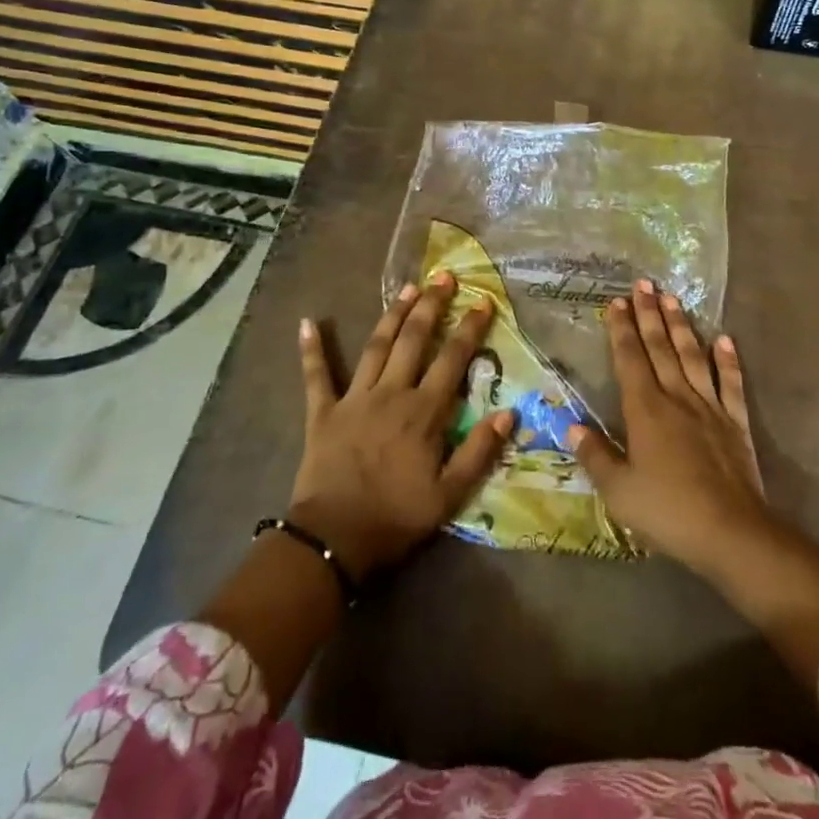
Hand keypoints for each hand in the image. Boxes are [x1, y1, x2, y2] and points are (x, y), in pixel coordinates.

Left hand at [289, 273, 513, 579]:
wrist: (334, 540)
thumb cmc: (395, 518)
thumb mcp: (450, 496)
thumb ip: (479, 452)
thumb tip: (510, 412)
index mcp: (423, 411)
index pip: (453, 359)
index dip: (469, 328)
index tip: (483, 301)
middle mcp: (392, 393)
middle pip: (414, 340)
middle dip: (432, 306)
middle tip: (444, 278)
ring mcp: (355, 398)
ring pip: (376, 346)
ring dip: (392, 315)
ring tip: (407, 288)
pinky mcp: (323, 412)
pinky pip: (316, 376)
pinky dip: (312, 349)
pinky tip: (308, 322)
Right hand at [568, 279, 772, 575]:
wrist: (730, 532)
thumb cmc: (667, 511)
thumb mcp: (619, 491)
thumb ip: (595, 455)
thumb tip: (572, 425)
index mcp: (645, 409)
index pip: (630, 359)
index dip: (622, 329)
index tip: (617, 302)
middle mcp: (676, 397)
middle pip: (660, 347)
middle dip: (649, 314)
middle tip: (644, 283)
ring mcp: (709, 406)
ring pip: (692, 356)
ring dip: (681, 326)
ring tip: (673, 298)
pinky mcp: (735, 422)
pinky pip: (730, 383)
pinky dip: (727, 360)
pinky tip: (723, 340)